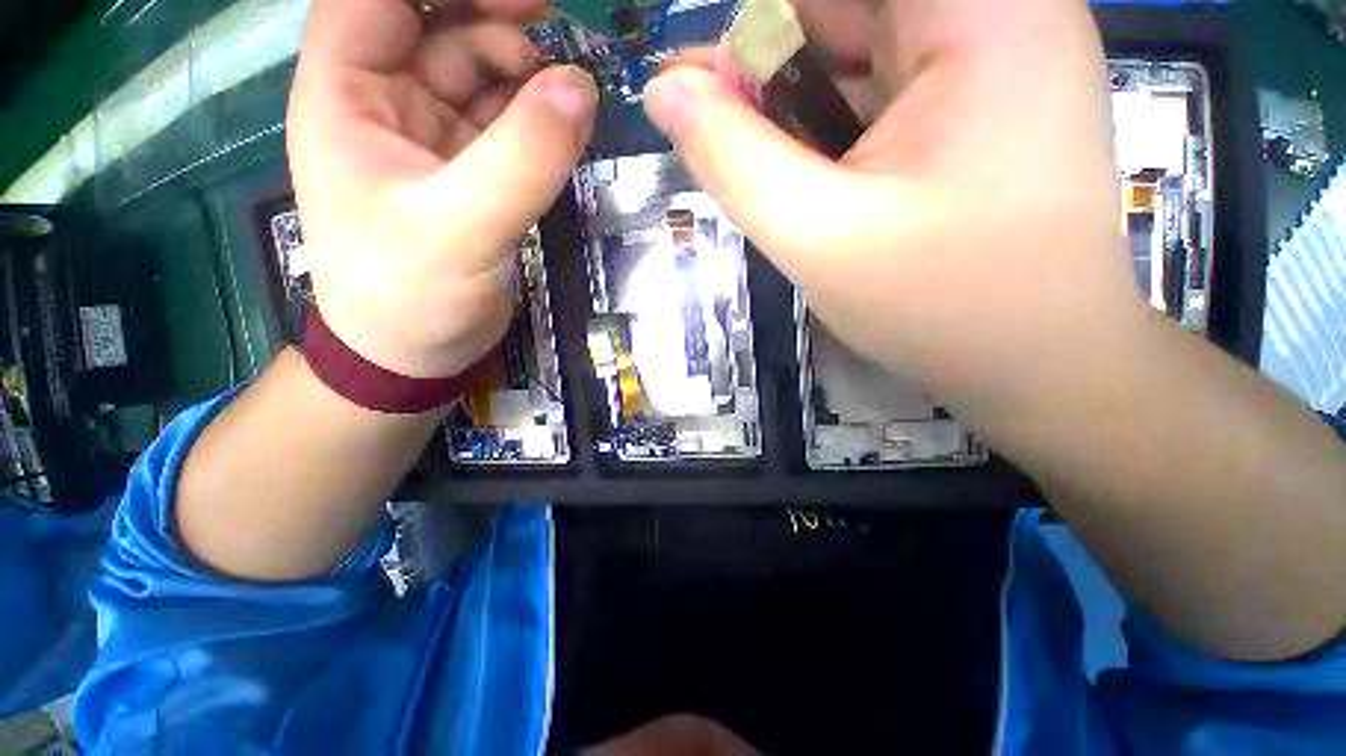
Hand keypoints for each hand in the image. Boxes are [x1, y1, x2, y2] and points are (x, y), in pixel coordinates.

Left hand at [288, 0, 596, 378]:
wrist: (416, 354)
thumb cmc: (412, 296)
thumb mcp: (464, 227)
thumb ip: (523, 158)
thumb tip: (581, 89)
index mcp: (345, 95)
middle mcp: (382, 104)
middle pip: (433, 23)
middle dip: (491, 14)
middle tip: (553, 21)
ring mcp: (429, 139)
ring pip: (475, 72)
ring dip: (521, 67)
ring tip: (567, 85)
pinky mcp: (467, 173)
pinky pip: (502, 122)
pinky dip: (533, 115)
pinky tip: (562, 122)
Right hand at [645, 0, 1139, 416]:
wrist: (1038, 366)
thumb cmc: (941, 307)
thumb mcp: (817, 235)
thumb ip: (731, 158)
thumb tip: (663, 90)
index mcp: (977, 13)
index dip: (759, 34)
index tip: (711, 91)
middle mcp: (994, 13)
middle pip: (843, 11)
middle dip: (772, 68)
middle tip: (721, 138)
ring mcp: (991, 59)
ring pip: (857, 51)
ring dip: (797, 105)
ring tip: (768, 172)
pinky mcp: (978, 105)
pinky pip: (879, 89)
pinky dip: (830, 126)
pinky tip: (808, 178)